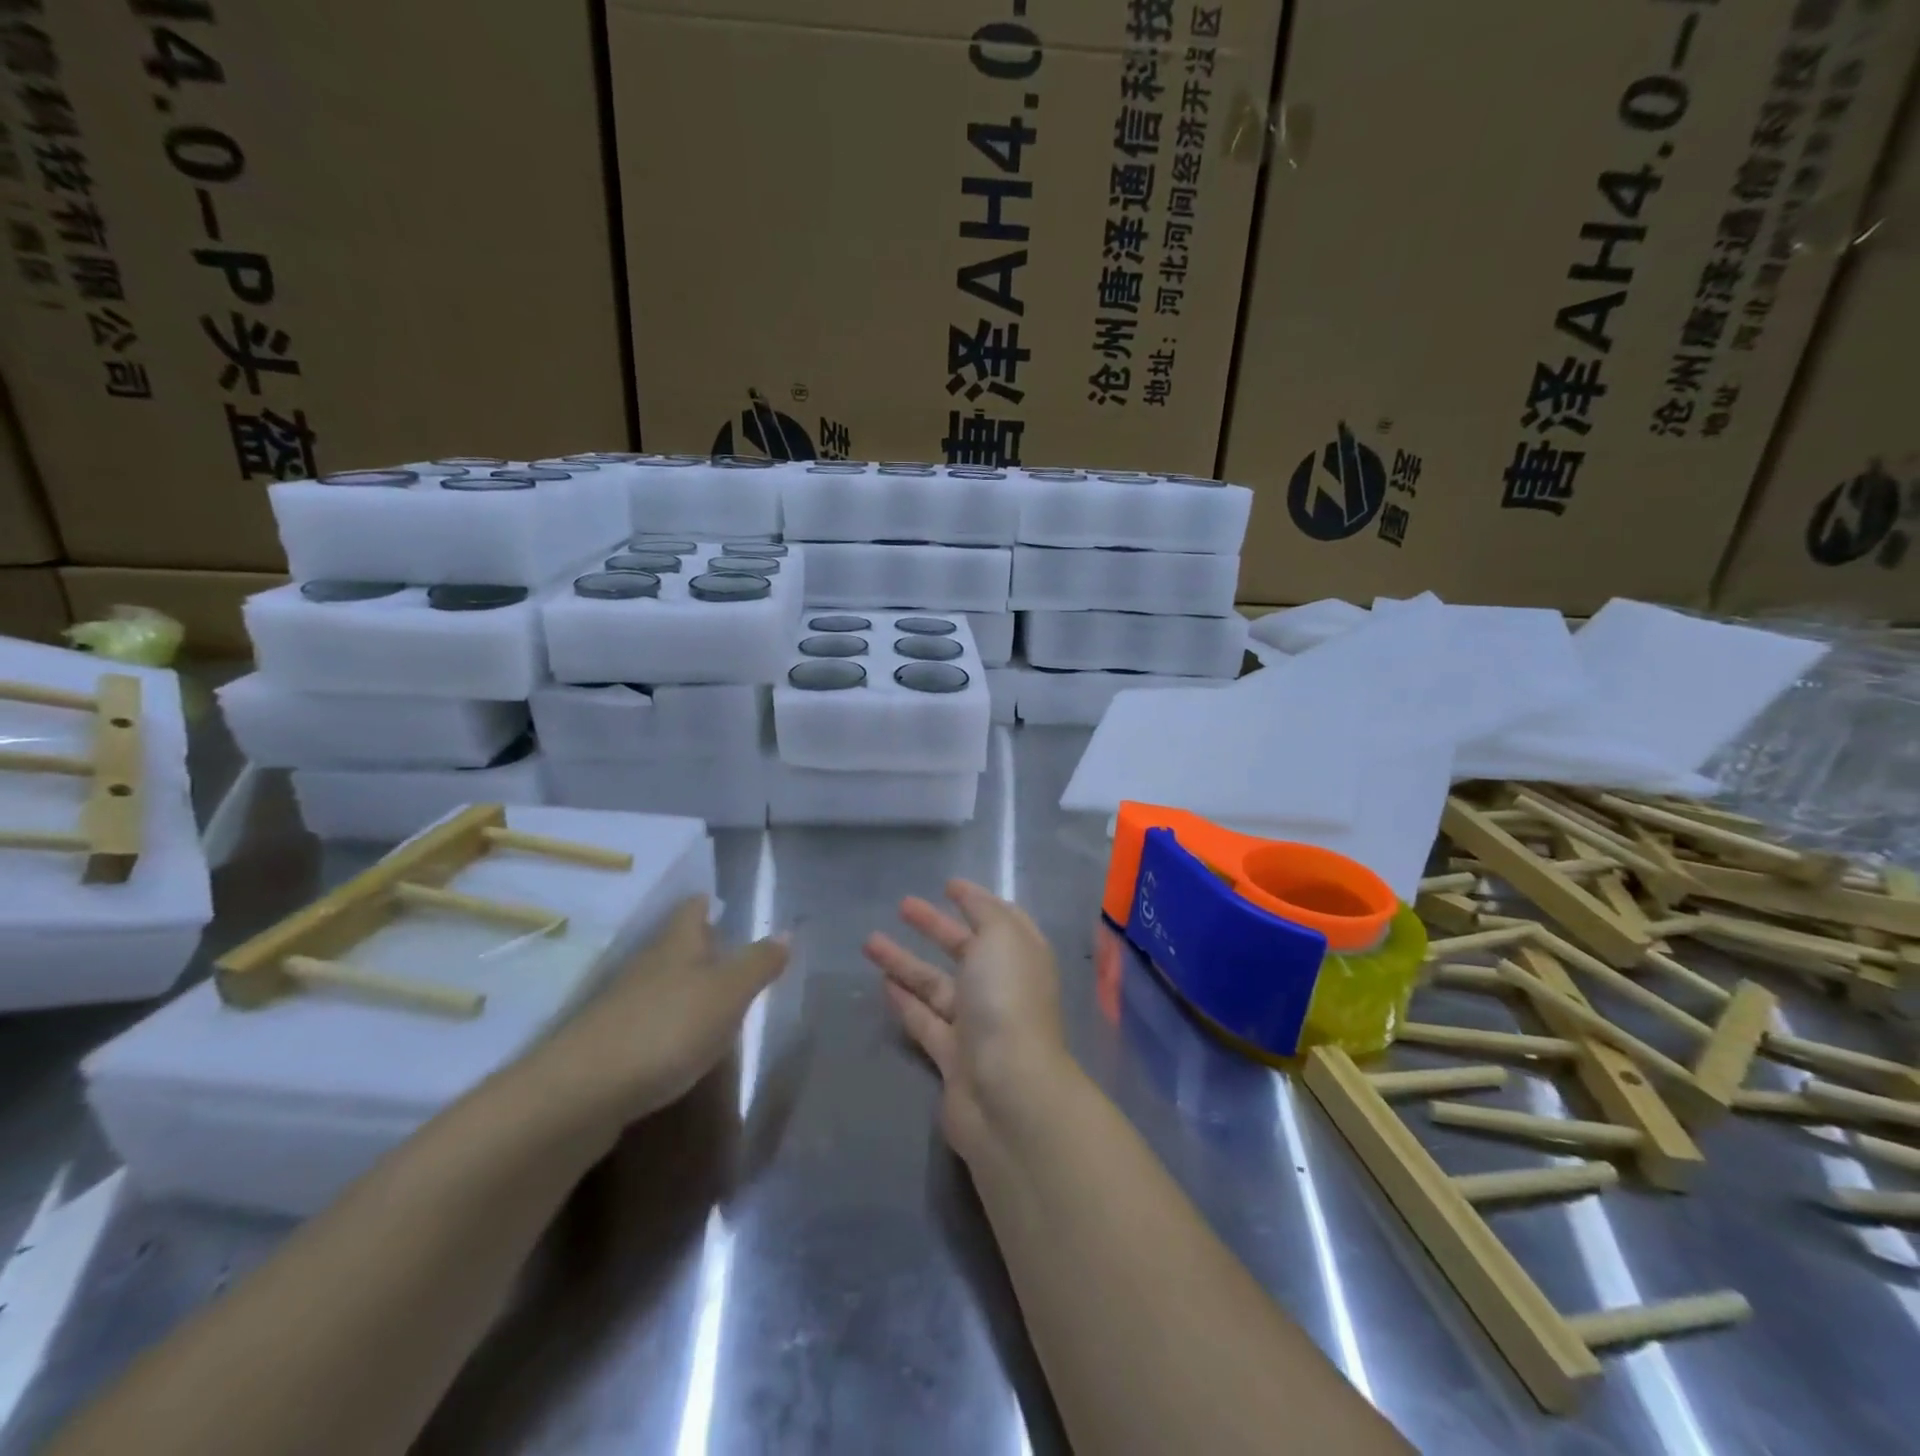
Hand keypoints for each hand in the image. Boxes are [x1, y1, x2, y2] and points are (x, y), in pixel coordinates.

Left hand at [526, 896, 787, 1131]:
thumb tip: (786, 932)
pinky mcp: (608, 1045)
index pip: (691, 909)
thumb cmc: (667, 1028)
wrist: (582, 1093)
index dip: (706, 903)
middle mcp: (647, 966)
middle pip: (674, 945)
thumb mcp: (728, 993)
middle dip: (699, 945)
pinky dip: (667, 1022)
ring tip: (712, 998)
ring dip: (683, 986)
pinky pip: (646, 1020)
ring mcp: (622, 1006)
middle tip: (727, 949)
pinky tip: (680, 1042)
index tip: (718, 901)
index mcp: (677, 944)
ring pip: (660, 982)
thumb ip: (758, 963)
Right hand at [864, 879, 1067, 1161]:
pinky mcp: (952, 1058)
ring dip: (906, 962)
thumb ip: (984, 912)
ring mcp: (977, 1025)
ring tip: (869, 941)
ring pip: (936, 986)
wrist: (1007, 1092)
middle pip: (965, 950)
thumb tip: (970, 896)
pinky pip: (925, 1021)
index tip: (947, 885)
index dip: (976, 901)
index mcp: (1022, 957)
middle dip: (935, 926)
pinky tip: (882, 984)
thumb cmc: (1006, 1001)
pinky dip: (905, 1002)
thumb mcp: (1001, 937)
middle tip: (902, 905)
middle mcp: (1002, 988)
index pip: (1001, 920)